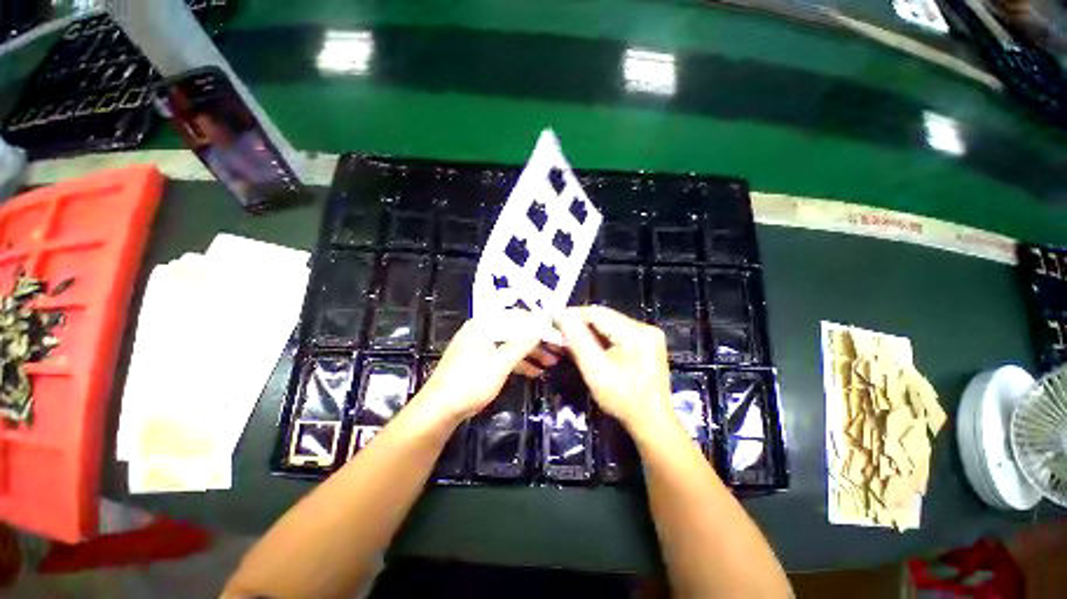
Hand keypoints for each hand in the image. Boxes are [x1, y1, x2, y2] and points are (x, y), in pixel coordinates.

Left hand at [416, 311, 557, 422]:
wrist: (439, 410)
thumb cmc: (470, 383)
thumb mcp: (500, 362)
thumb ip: (522, 342)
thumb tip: (542, 321)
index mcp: (484, 324)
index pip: (518, 316)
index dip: (538, 324)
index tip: (556, 332)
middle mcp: (482, 330)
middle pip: (515, 329)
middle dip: (536, 339)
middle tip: (557, 349)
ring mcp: (480, 345)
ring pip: (510, 343)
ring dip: (530, 352)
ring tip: (551, 362)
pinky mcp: (479, 360)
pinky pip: (503, 355)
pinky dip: (518, 362)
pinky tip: (535, 372)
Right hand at [556, 306, 676, 436]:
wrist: (652, 422)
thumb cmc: (623, 400)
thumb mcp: (595, 371)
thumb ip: (577, 341)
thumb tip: (562, 316)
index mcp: (636, 333)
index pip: (598, 313)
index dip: (573, 315)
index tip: (553, 320)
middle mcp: (645, 327)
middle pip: (604, 317)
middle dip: (580, 323)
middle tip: (559, 332)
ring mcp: (647, 335)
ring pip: (609, 324)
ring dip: (589, 330)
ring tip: (570, 339)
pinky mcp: (646, 342)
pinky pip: (617, 333)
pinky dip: (600, 338)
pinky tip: (588, 346)